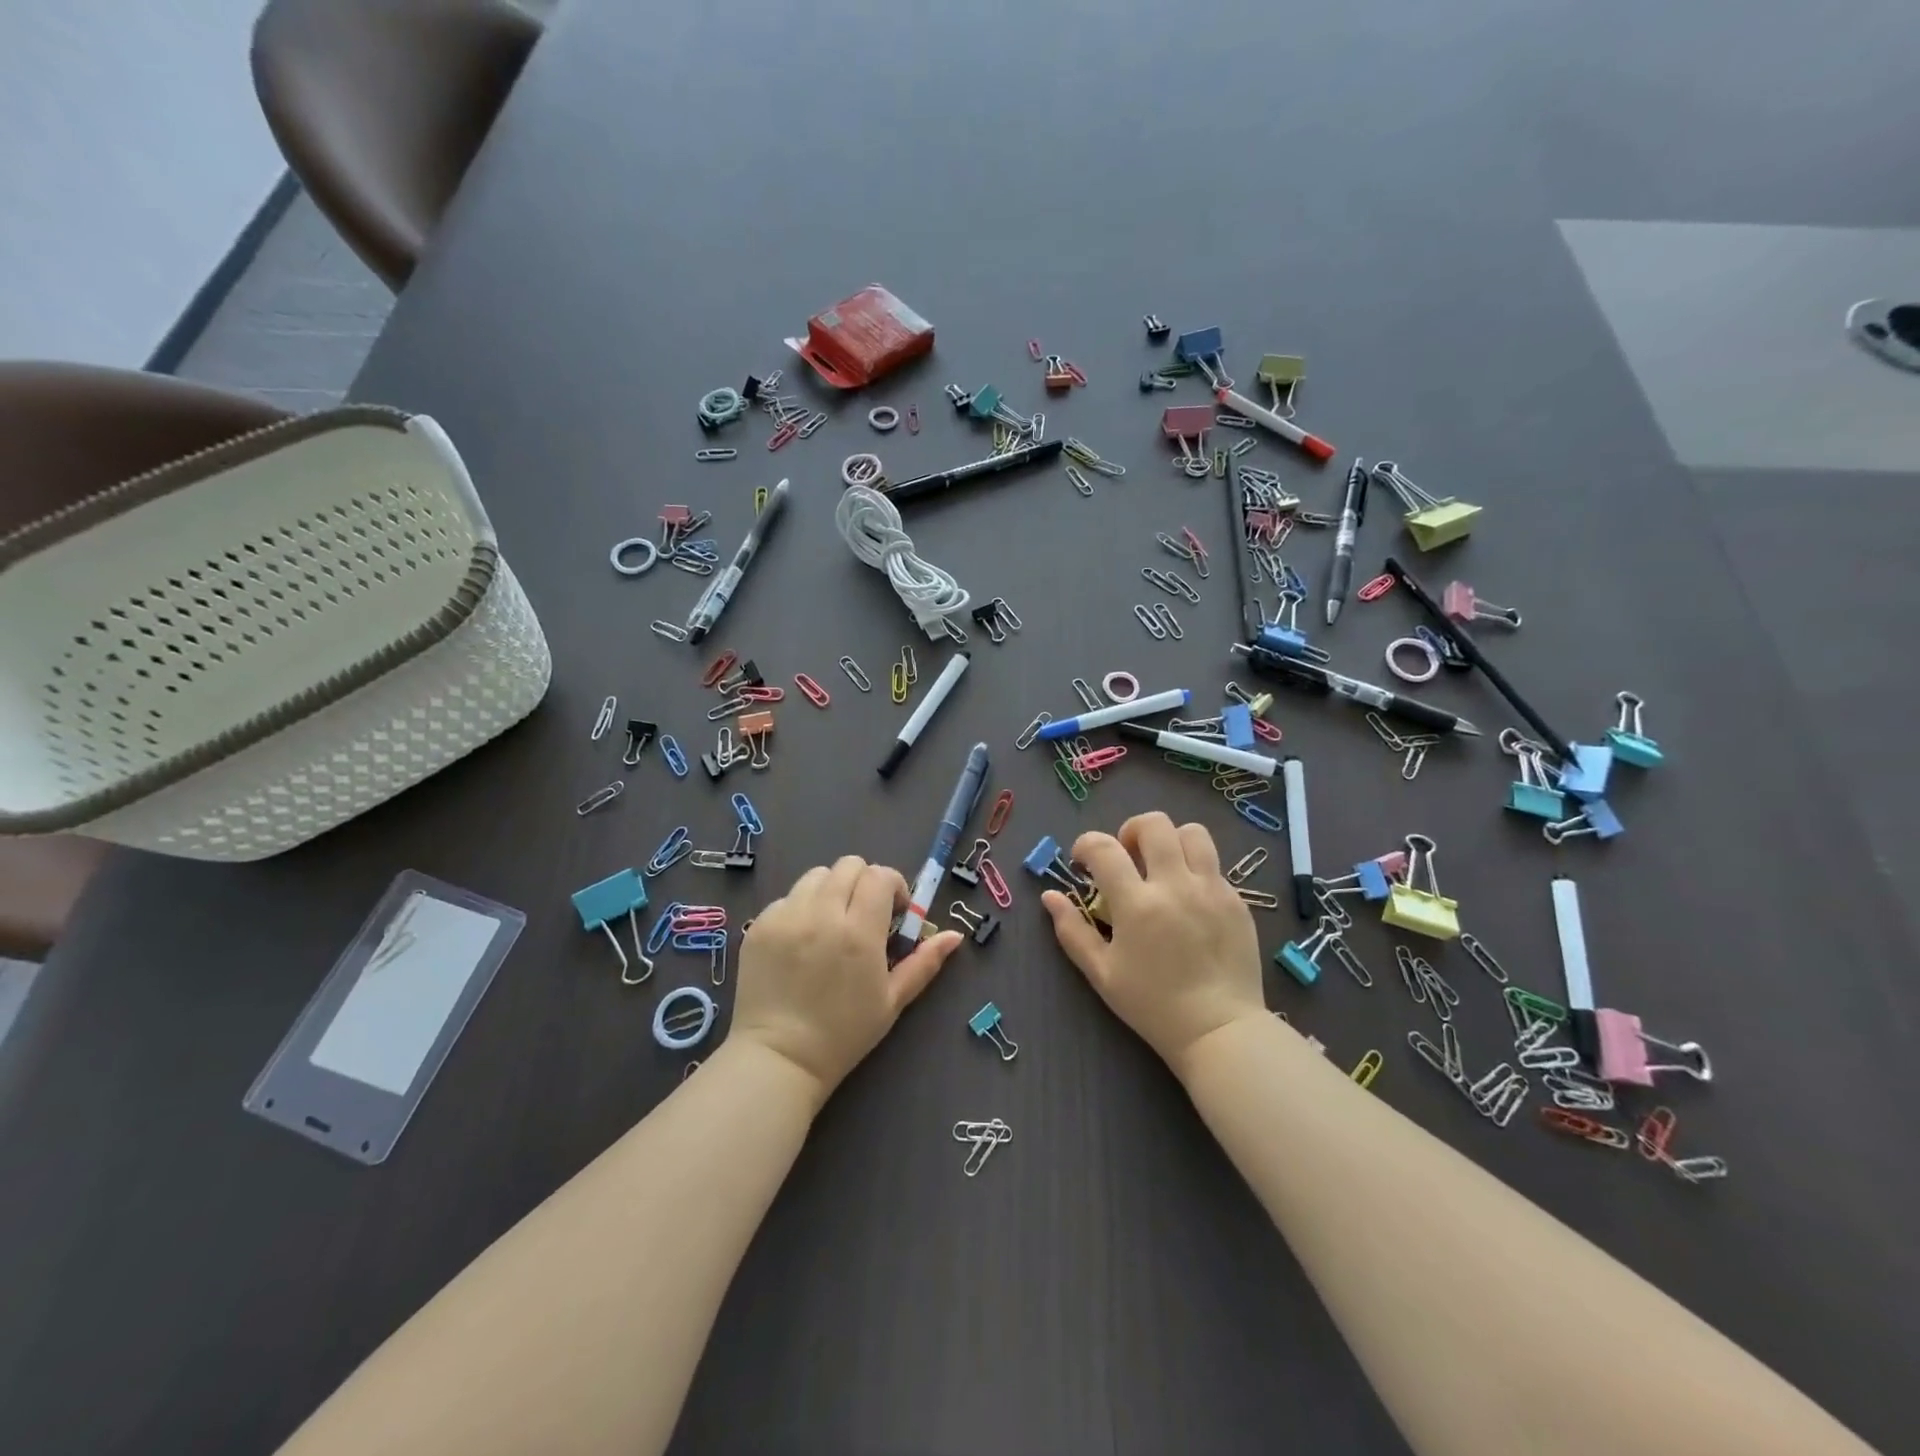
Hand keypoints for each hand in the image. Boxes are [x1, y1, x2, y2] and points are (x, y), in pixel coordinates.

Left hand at [734, 856, 962, 1105]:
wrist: (780, 1058)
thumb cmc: (844, 1033)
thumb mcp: (893, 1001)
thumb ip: (924, 962)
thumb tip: (955, 935)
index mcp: (859, 932)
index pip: (880, 875)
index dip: (893, 886)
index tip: (893, 912)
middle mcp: (822, 914)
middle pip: (849, 865)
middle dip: (864, 882)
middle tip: (864, 915)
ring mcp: (786, 917)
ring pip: (816, 876)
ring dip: (832, 890)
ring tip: (831, 923)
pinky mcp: (760, 925)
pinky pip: (787, 898)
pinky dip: (801, 909)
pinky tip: (802, 941)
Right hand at [1042, 812, 1265, 1078]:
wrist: (1220, 1030)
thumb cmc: (1153, 1005)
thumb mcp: (1102, 974)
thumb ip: (1072, 930)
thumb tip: (1050, 896)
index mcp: (1137, 904)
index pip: (1105, 848)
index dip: (1086, 844)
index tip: (1082, 860)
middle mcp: (1176, 885)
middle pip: (1154, 824)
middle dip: (1130, 831)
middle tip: (1126, 856)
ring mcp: (1212, 889)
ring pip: (1192, 833)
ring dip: (1170, 841)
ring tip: (1162, 866)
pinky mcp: (1237, 900)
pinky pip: (1214, 865)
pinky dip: (1194, 869)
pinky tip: (1188, 899)